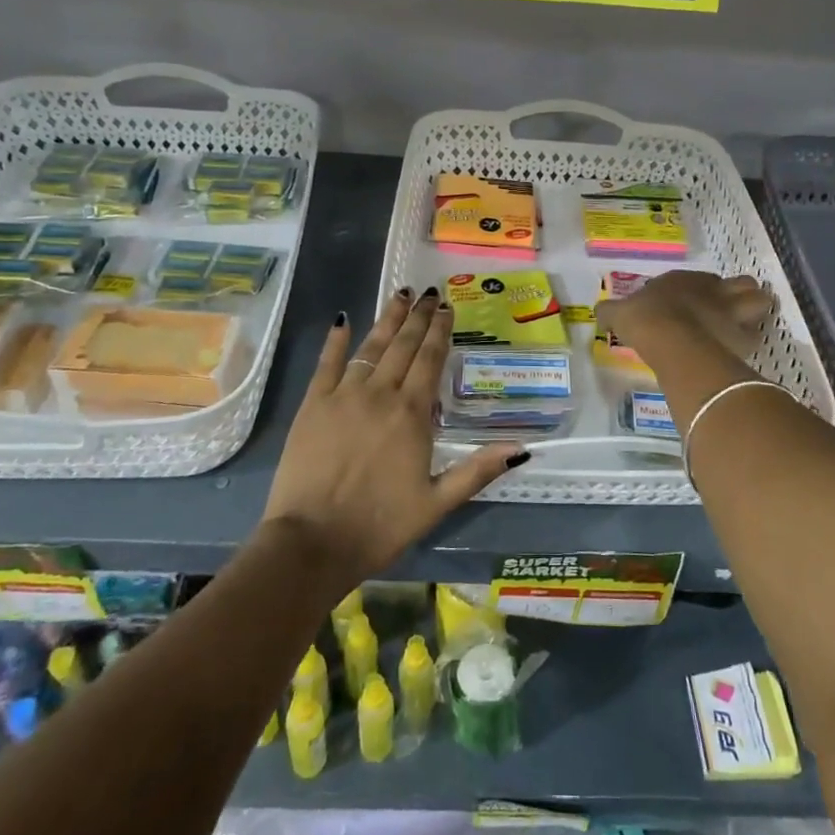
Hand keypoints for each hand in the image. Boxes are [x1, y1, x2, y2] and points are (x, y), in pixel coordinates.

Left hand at [260, 288, 528, 585]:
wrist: (312, 542)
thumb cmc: (379, 525)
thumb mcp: (437, 503)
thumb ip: (477, 470)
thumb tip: (522, 448)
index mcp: (412, 415)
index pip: (430, 360)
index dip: (440, 331)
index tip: (447, 307)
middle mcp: (380, 394)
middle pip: (403, 346)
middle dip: (418, 317)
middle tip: (428, 293)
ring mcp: (343, 396)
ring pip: (370, 347)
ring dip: (387, 319)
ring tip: (399, 295)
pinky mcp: (312, 405)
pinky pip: (326, 363)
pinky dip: (335, 340)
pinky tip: (343, 319)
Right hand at [598, 270, 771, 358]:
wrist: (672, 340)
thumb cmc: (645, 320)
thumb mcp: (619, 313)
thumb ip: (611, 312)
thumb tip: (598, 314)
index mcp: (685, 280)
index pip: (702, 279)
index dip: (700, 290)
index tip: (691, 305)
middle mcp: (714, 290)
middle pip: (742, 284)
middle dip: (740, 294)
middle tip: (730, 309)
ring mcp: (733, 311)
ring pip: (759, 303)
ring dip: (755, 312)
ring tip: (745, 326)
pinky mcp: (744, 336)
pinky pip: (756, 336)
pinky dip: (751, 341)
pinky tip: (740, 350)